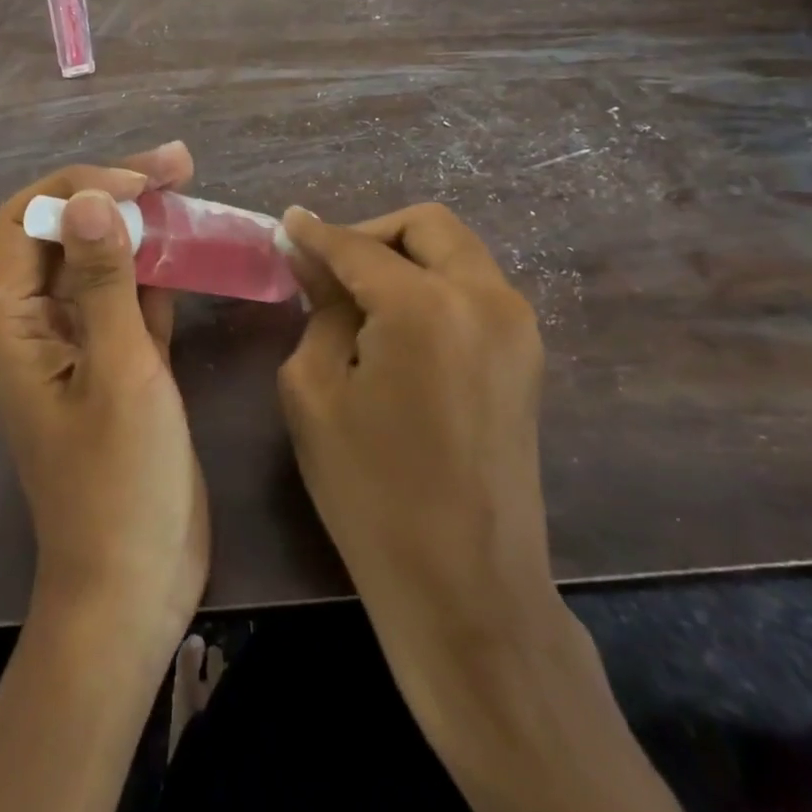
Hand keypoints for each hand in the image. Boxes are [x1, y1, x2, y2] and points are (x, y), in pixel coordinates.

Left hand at [0, 142, 208, 660]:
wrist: (132, 588)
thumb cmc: (119, 485)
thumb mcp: (119, 373)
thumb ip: (103, 282)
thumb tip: (88, 197)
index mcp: (15, 321)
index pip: (30, 218)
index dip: (80, 185)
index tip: (142, 184)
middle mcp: (38, 322)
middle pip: (67, 230)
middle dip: (116, 191)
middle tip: (180, 165)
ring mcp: (78, 342)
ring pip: (101, 260)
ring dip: (141, 225)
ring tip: (191, 190)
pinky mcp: (115, 362)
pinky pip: (128, 297)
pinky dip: (157, 269)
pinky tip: (193, 246)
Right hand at [279, 204, 695, 811]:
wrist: (466, 587)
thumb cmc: (370, 490)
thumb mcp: (314, 390)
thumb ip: (319, 309)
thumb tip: (313, 258)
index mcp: (425, 306)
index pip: (357, 246)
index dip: (315, 233)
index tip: (285, 225)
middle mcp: (484, 298)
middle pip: (425, 225)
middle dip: (370, 233)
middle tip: (328, 265)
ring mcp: (516, 326)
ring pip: (455, 251)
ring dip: (404, 255)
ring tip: (358, 295)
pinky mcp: (526, 355)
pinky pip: (473, 287)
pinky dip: (431, 283)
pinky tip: (395, 322)